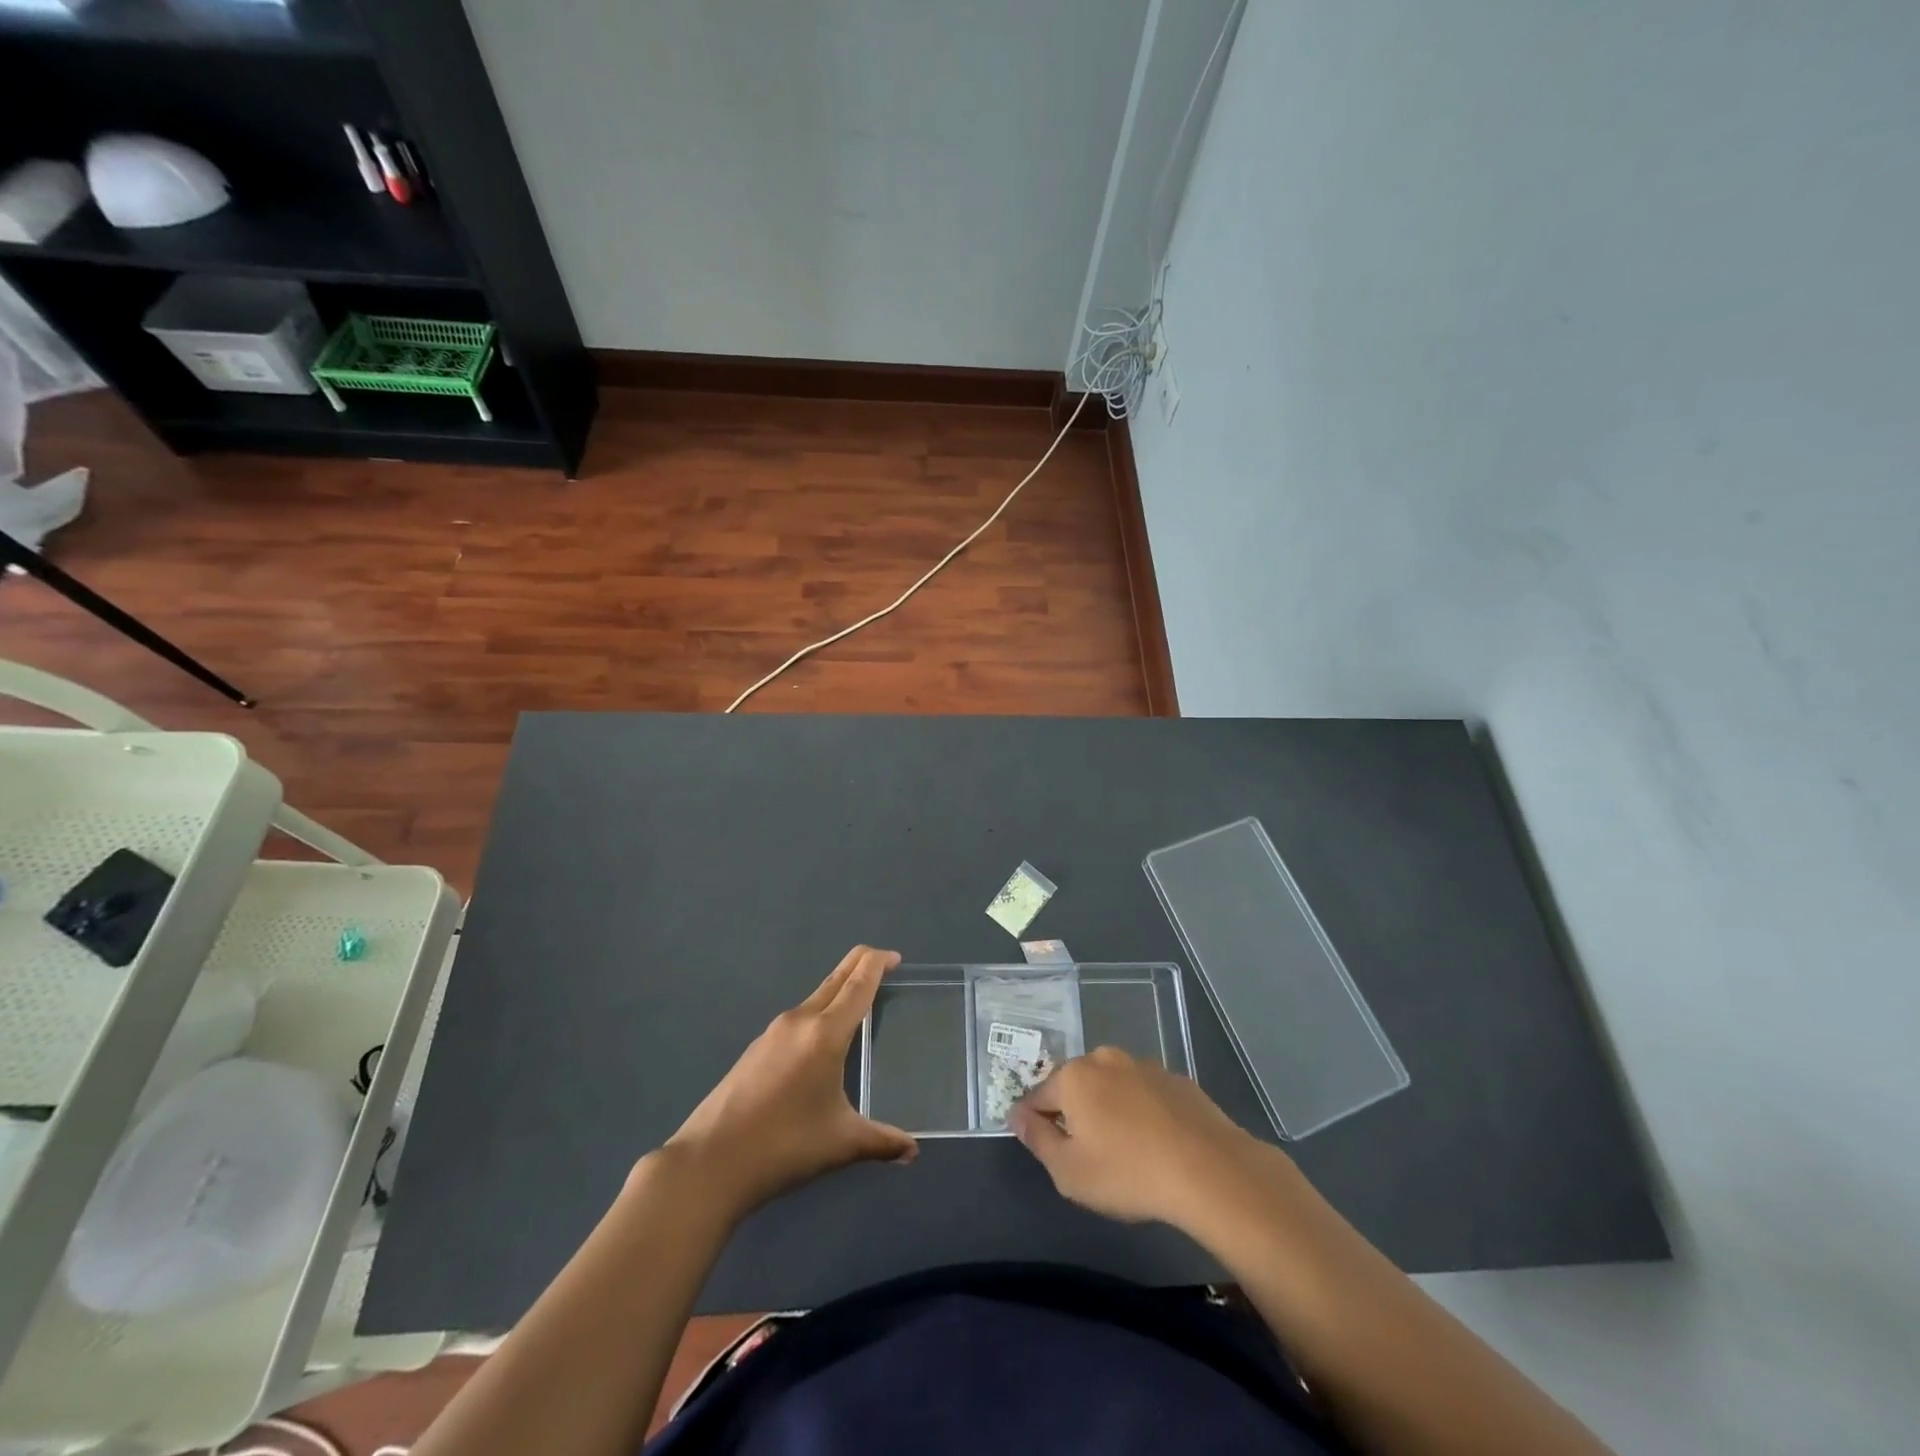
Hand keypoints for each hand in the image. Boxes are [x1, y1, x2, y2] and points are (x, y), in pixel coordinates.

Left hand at [662, 946, 915, 1218]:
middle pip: (836, 979)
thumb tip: (912, 1151)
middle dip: (861, 965)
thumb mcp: (841, 1144)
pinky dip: (819, 1015)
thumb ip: (882, 1141)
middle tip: (885, 966)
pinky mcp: (756, 1049)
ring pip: (815, 998)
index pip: (858, 983)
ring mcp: (773, 1033)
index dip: (878, 963)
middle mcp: (799, 1021)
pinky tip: (822, 1044)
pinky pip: (798, 1019)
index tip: (895, 957)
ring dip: (839, 992)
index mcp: (825, 1033)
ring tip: (859, 1009)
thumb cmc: (784, 1146)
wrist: (709, 1163)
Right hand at [1008, 1046, 1285, 1229]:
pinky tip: (1156, 1144)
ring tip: (1126, 1153)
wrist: (1209, 1169)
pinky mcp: (1175, 1078)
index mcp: (1073, 1076)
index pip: (1037, 1097)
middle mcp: (1104, 1059)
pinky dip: (1141, 1112)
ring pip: (1111, 1087)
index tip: (1049, 1152)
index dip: (1036, 1125)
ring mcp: (1143, 1065)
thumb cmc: (1127, 1173)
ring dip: (1109, 1111)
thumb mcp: (1068, 1171)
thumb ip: (1036, 1139)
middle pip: (1075, 1087)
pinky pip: (1143, 1094)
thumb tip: (1016, 1114)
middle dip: (1075, 1115)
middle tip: (1089, 1157)